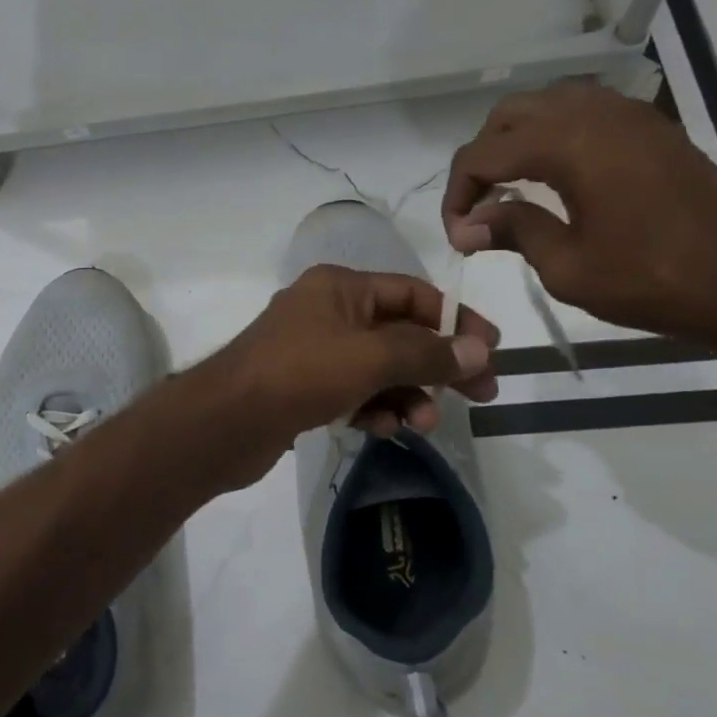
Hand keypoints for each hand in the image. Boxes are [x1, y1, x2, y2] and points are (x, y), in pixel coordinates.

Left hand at [198, 265, 498, 483]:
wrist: (225, 422)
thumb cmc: (300, 374)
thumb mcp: (371, 357)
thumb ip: (427, 353)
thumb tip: (479, 350)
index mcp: (340, 287)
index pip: (412, 294)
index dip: (455, 320)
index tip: (491, 351)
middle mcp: (326, 312)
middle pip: (398, 333)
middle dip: (437, 364)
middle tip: (480, 395)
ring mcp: (312, 352)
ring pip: (377, 368)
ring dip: (407, 394)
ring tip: (424, 423)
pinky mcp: (302, 389)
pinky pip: (353, 393)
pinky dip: (374, 408)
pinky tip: (385, 429)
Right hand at [442, 82, 716, 339]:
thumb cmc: (653, 280)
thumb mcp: (567, 267)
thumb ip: (513, 230)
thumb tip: (467, 224)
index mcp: (569, 144)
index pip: (483, 154)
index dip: (457, 194)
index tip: (458, 234)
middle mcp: (595, 113)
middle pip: (509, 115)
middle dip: (482, 158)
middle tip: (478, 207)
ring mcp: (628, 115)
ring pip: (546, 105)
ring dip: (515, 142)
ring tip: (509, 190)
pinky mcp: (651, 128)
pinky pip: (583, 112)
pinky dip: (553, 136)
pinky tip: (553, 178)